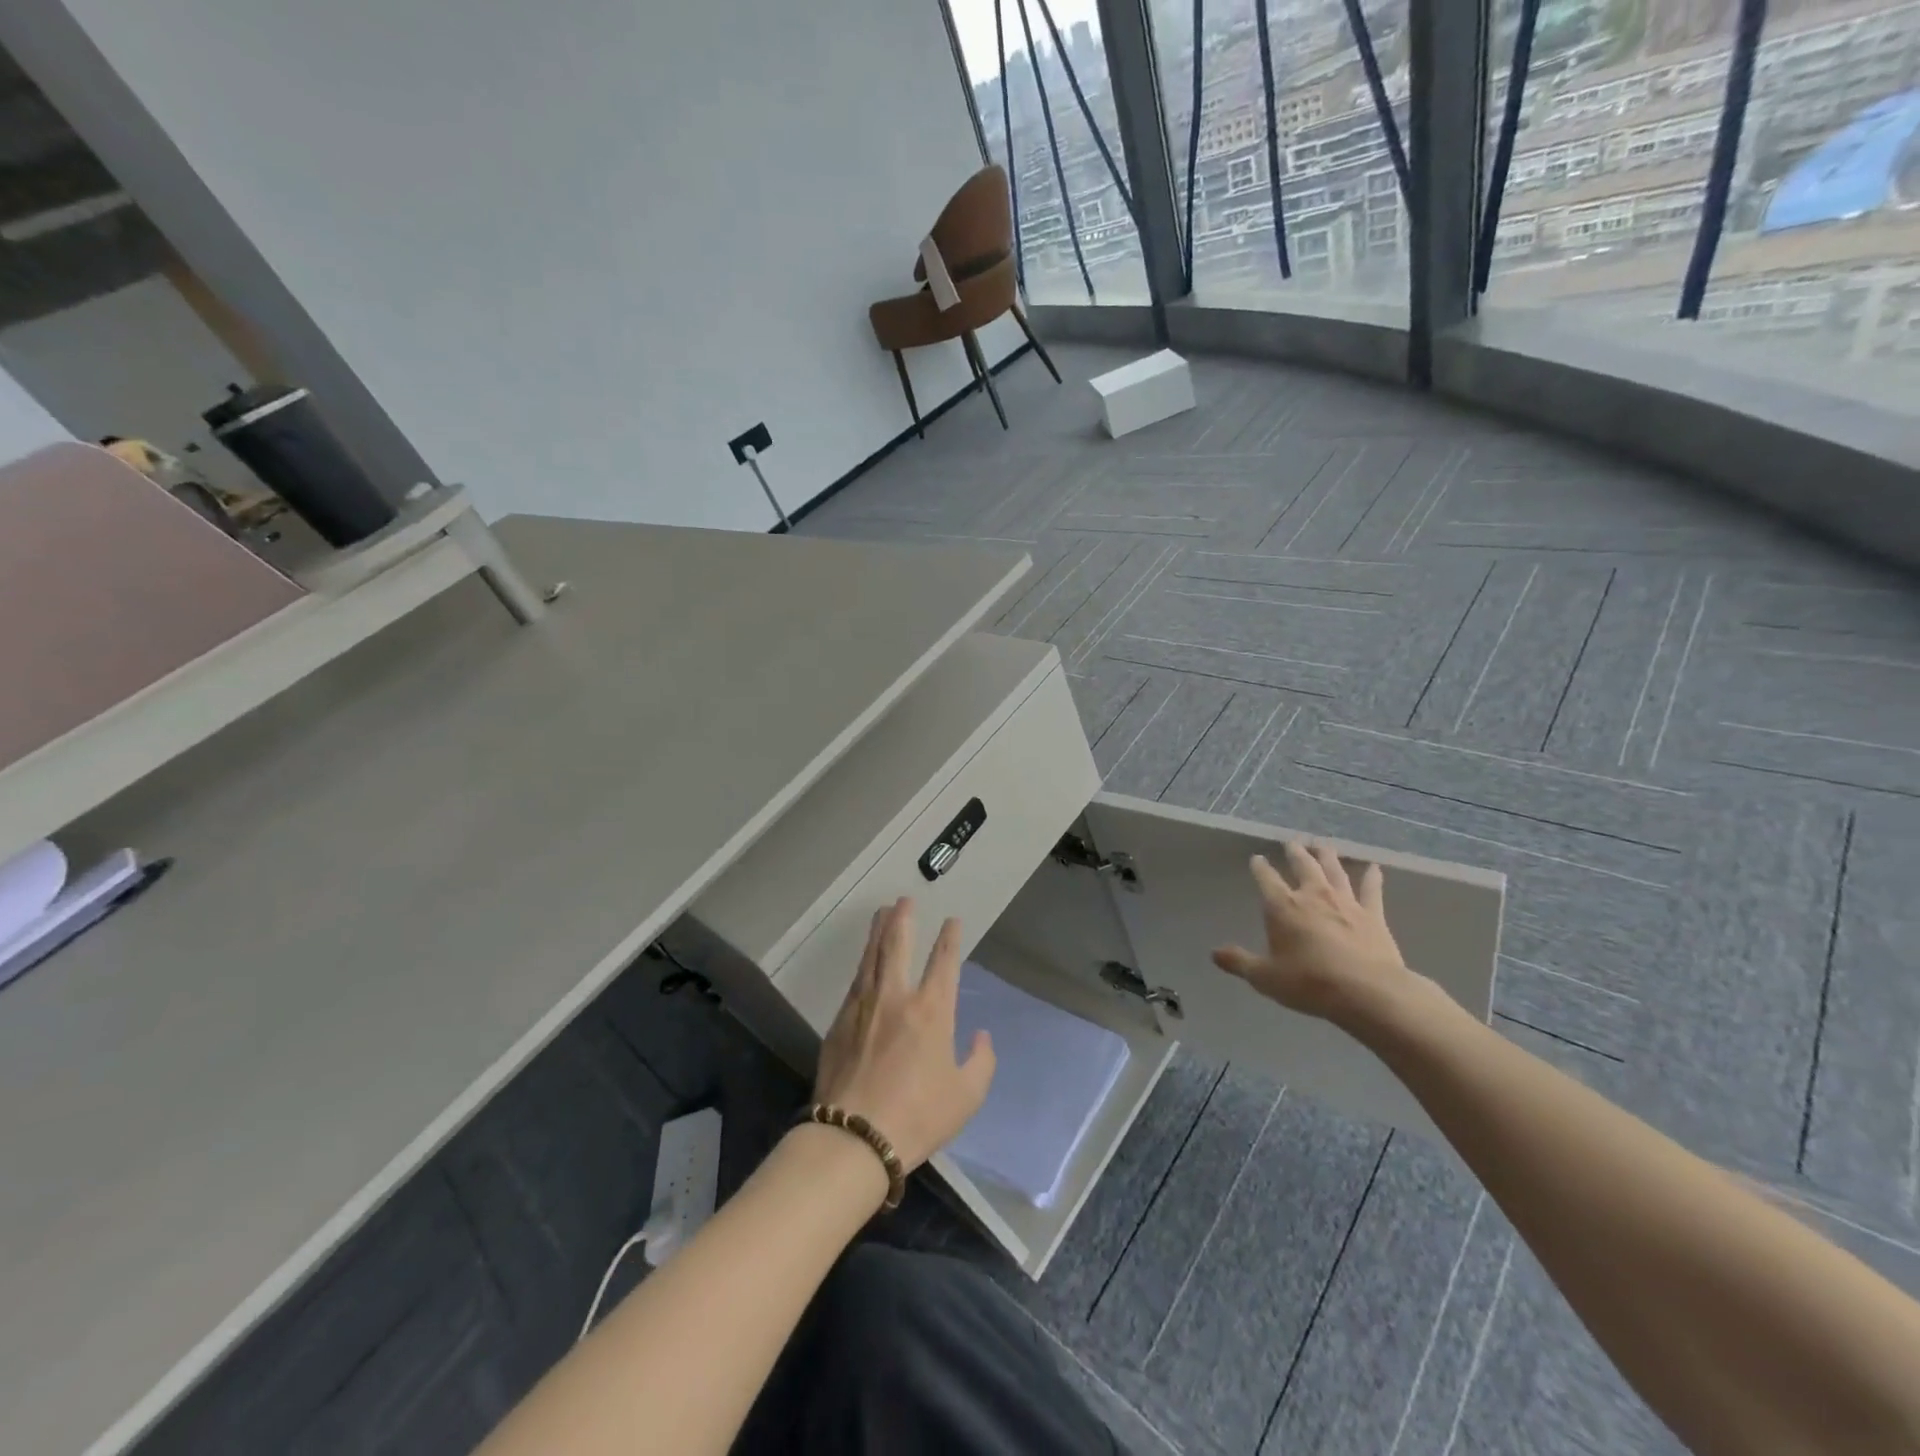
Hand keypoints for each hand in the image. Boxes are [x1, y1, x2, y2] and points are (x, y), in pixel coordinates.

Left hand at [813, 898, 995, 1171]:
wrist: (854, 1136)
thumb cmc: (918, 1116)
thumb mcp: (966, 1096)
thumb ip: (981, 1061)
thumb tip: (981, 1036)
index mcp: (932, 1010)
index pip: (943, 961)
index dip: (950, 938)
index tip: (953, 921)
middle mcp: (896, 997)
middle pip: (898, 944)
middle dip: (904, 918)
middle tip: (904, 900)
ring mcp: (864, 1006)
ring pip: (872, 956)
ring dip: (878, 931)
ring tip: (882, 913)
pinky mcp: (840, 1021)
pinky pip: (855, 981)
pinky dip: (863, 964)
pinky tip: (864, 961)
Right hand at [1211, 843, 1415, 1028]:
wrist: (1367, 992)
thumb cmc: (1309, 983)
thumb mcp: (1265, 977)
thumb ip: (1239, 962)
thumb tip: (1214, 953)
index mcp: (1282, 907)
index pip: (1266, 879)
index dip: (1260, 867)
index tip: (1257, 858)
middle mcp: (1312, 896)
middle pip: (1303, 866)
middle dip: (1295, 853)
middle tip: (1292, 842)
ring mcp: (1345, 903)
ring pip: (1334, 871)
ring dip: (1327, 856)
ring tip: (1323, 845)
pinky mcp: (1373, 915)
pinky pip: (1371, 890)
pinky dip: (1372, 877)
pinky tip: (1374, 868)